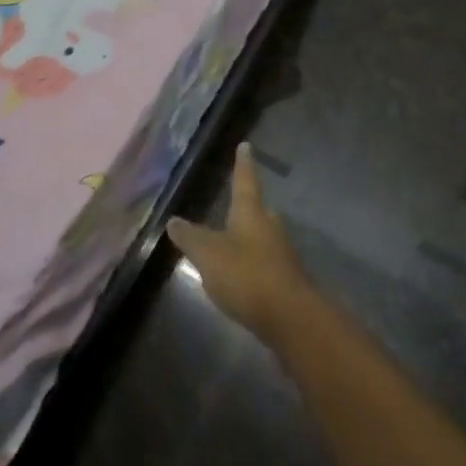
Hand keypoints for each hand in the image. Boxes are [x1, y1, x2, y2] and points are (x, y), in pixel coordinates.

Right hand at [166, 142, 313, 345]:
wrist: (291, 319)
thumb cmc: (246, 275)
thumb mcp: (208, 254)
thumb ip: (190, 237)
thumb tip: (173, 220)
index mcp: (251, 212)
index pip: (245, 180)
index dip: (243, 164)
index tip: (247, 146)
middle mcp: (270, 227)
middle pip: (258, 210)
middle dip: (247, 206)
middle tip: (235, 203)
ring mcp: (282, 254)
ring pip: (263, 237)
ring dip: (250, 238)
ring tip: (232, 242)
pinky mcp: (287, 281)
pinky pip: (266, 263)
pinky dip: (254, 264)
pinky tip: (242, 276)